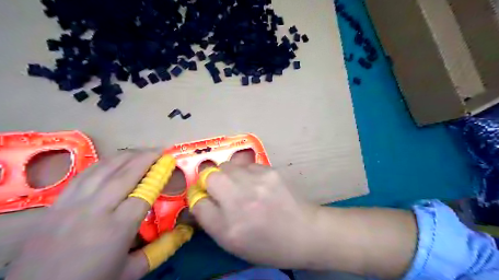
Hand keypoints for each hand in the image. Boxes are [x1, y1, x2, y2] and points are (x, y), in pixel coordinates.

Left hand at [6, 151, 163, 279]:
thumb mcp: (131, 272)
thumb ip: (160, 249)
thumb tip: (185, 232)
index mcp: (117, 228)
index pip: (144, 193)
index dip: (159, 176)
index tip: (170, 165)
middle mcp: (96, 210)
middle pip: (126, 174)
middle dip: (146, 158)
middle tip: (160, 150)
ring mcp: (73, 204)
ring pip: (104, 170)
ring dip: (125, 156)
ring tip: (141, 150)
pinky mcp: (57, 203)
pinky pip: (83, 175)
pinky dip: (102, 164)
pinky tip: (112, 160)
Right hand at [189, 163, 316, 267]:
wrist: (304, 232)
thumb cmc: (267, 244)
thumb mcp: (233, 242)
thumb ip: (211, 220)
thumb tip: (200, 199)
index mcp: (228, 227)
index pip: (198, 202)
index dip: (199, 198)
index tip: (206, 198)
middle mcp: (239, 201)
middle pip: (209, 175)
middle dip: (210, 180)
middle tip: (222, 189)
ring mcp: (256, 181)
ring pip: (227, 165)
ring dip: (228, 174)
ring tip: (241, 185)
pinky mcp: (270, 170)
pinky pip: (247, 165)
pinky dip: (245, 172)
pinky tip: (257, 183)